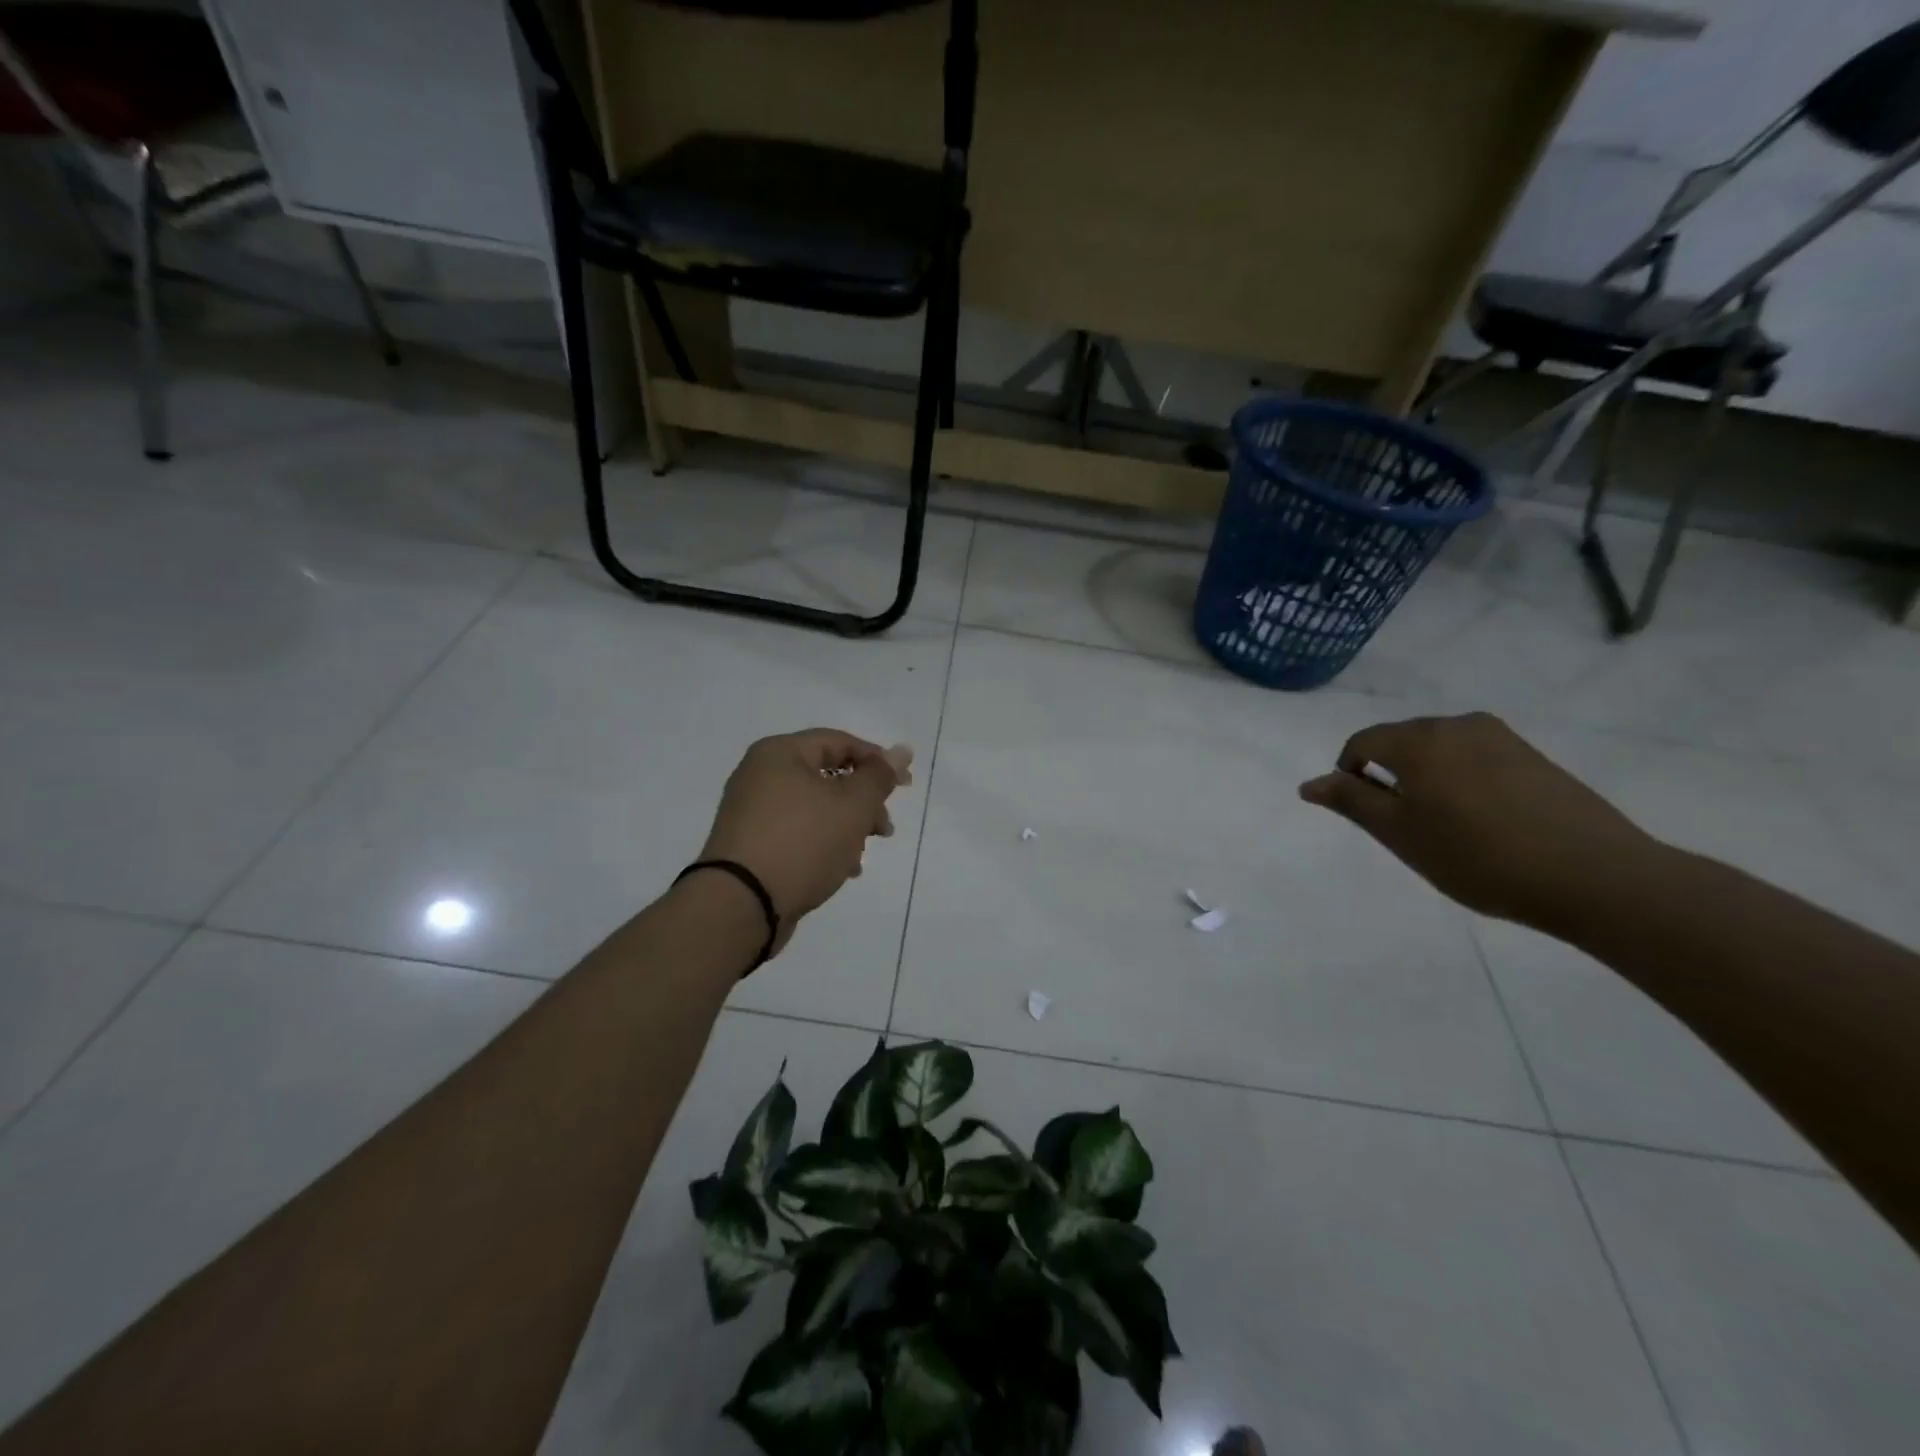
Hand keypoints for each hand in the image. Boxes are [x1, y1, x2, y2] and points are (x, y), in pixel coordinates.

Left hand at [698, 729, 911, 952]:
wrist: (741, 904)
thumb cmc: (802, 842)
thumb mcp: (852, 806)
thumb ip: (879, 777)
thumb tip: (901, 750)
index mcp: (780, 753)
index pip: (839, 742)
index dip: (877, 761)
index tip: (904, 787)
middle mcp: (760, 774)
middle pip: (827, 776)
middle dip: (863, 802)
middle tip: (884, 829)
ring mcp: (751, 811)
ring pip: (814, 808)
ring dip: (846, 827)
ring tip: (860, 856)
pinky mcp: (749, 844)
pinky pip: (796, 832)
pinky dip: (821, 844)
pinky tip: (840, 869)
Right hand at [1298, 712, 1656, 932]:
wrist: (1595, 875)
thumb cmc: (1478, 856)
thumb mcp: (1400, 834)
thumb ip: (1351, 802)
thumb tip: (1309, 783)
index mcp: (1418, 739)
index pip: (1362, 741)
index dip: (1349, 774)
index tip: (1365, 813)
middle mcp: (1456, 725)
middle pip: (1401, 740)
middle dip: (1389, 773)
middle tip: (1401, 824)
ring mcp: (1501, 737)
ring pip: (1440, 749)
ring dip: (1426, 777)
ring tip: (1443, 824)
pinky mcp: (1533, 755)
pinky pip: (1475, 757)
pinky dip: (1461, 780)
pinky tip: (1482, 820)